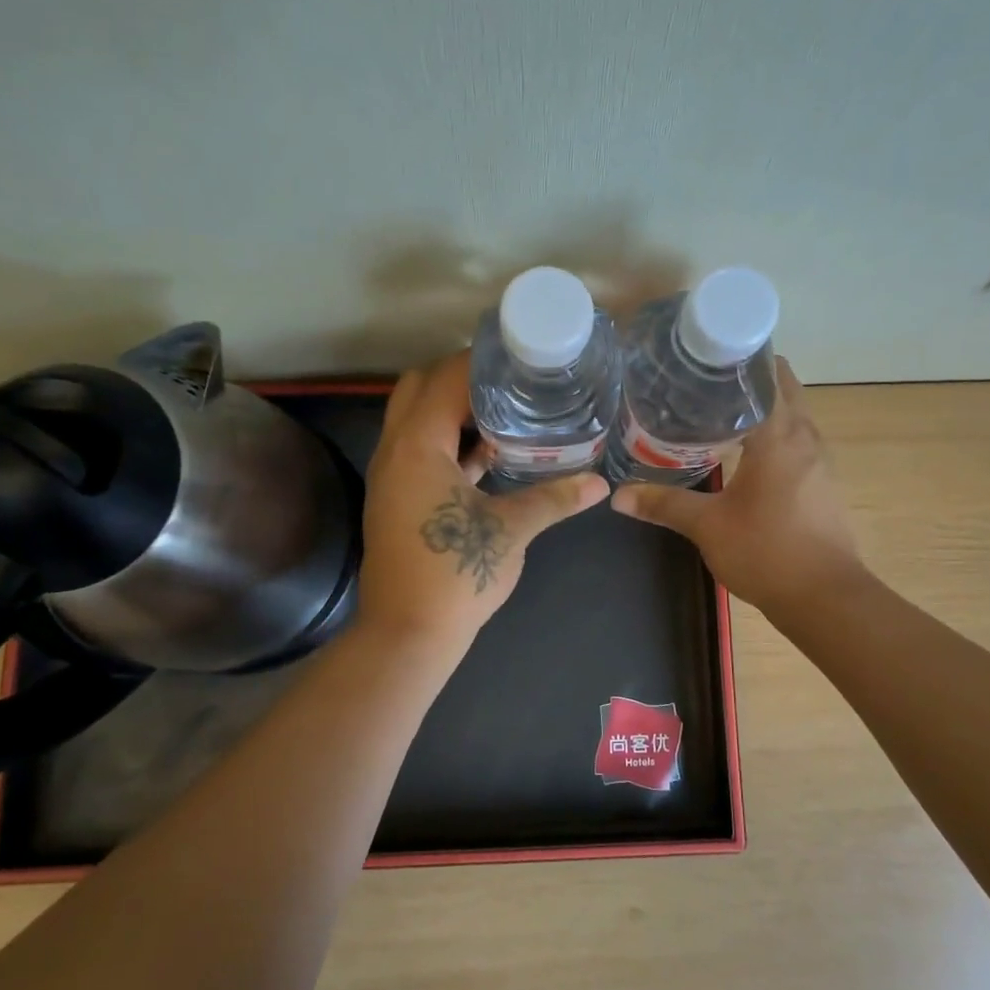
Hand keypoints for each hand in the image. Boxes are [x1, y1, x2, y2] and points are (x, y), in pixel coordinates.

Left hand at [357, 352, 609, 652]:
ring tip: (506, 412)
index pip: (445, 378)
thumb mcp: (511, 530)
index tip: (520, 356)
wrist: (407, 633)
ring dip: (453, 411)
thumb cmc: (455, 575)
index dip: (481, 362)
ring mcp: (390, 476)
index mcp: (417, 445)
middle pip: (419, 388)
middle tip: (511, 384)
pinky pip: (419, 450)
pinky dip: (447, 442)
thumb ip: (553, 499)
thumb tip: (599, 485)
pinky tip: (488, 456)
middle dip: (462, 379)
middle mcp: (394, 450)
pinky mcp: (396, 498)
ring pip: (416, 420)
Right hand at [610, 358, 862, 612]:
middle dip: (746, 379)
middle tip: (699, 382)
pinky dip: (771, 432)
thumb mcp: (708, 526)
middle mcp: (805, 437)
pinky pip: (796, 439)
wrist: (826, 599)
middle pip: (781, 387)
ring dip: (760, 405)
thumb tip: (618, 495)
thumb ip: (664, 504)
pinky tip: (741, 450)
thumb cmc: (767, 553)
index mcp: (779, 435)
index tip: (701, 357)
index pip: (766, 374)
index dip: (737, 359)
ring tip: (714, 409)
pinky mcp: (822, 482)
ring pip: (791, 413)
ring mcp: (819, 460)